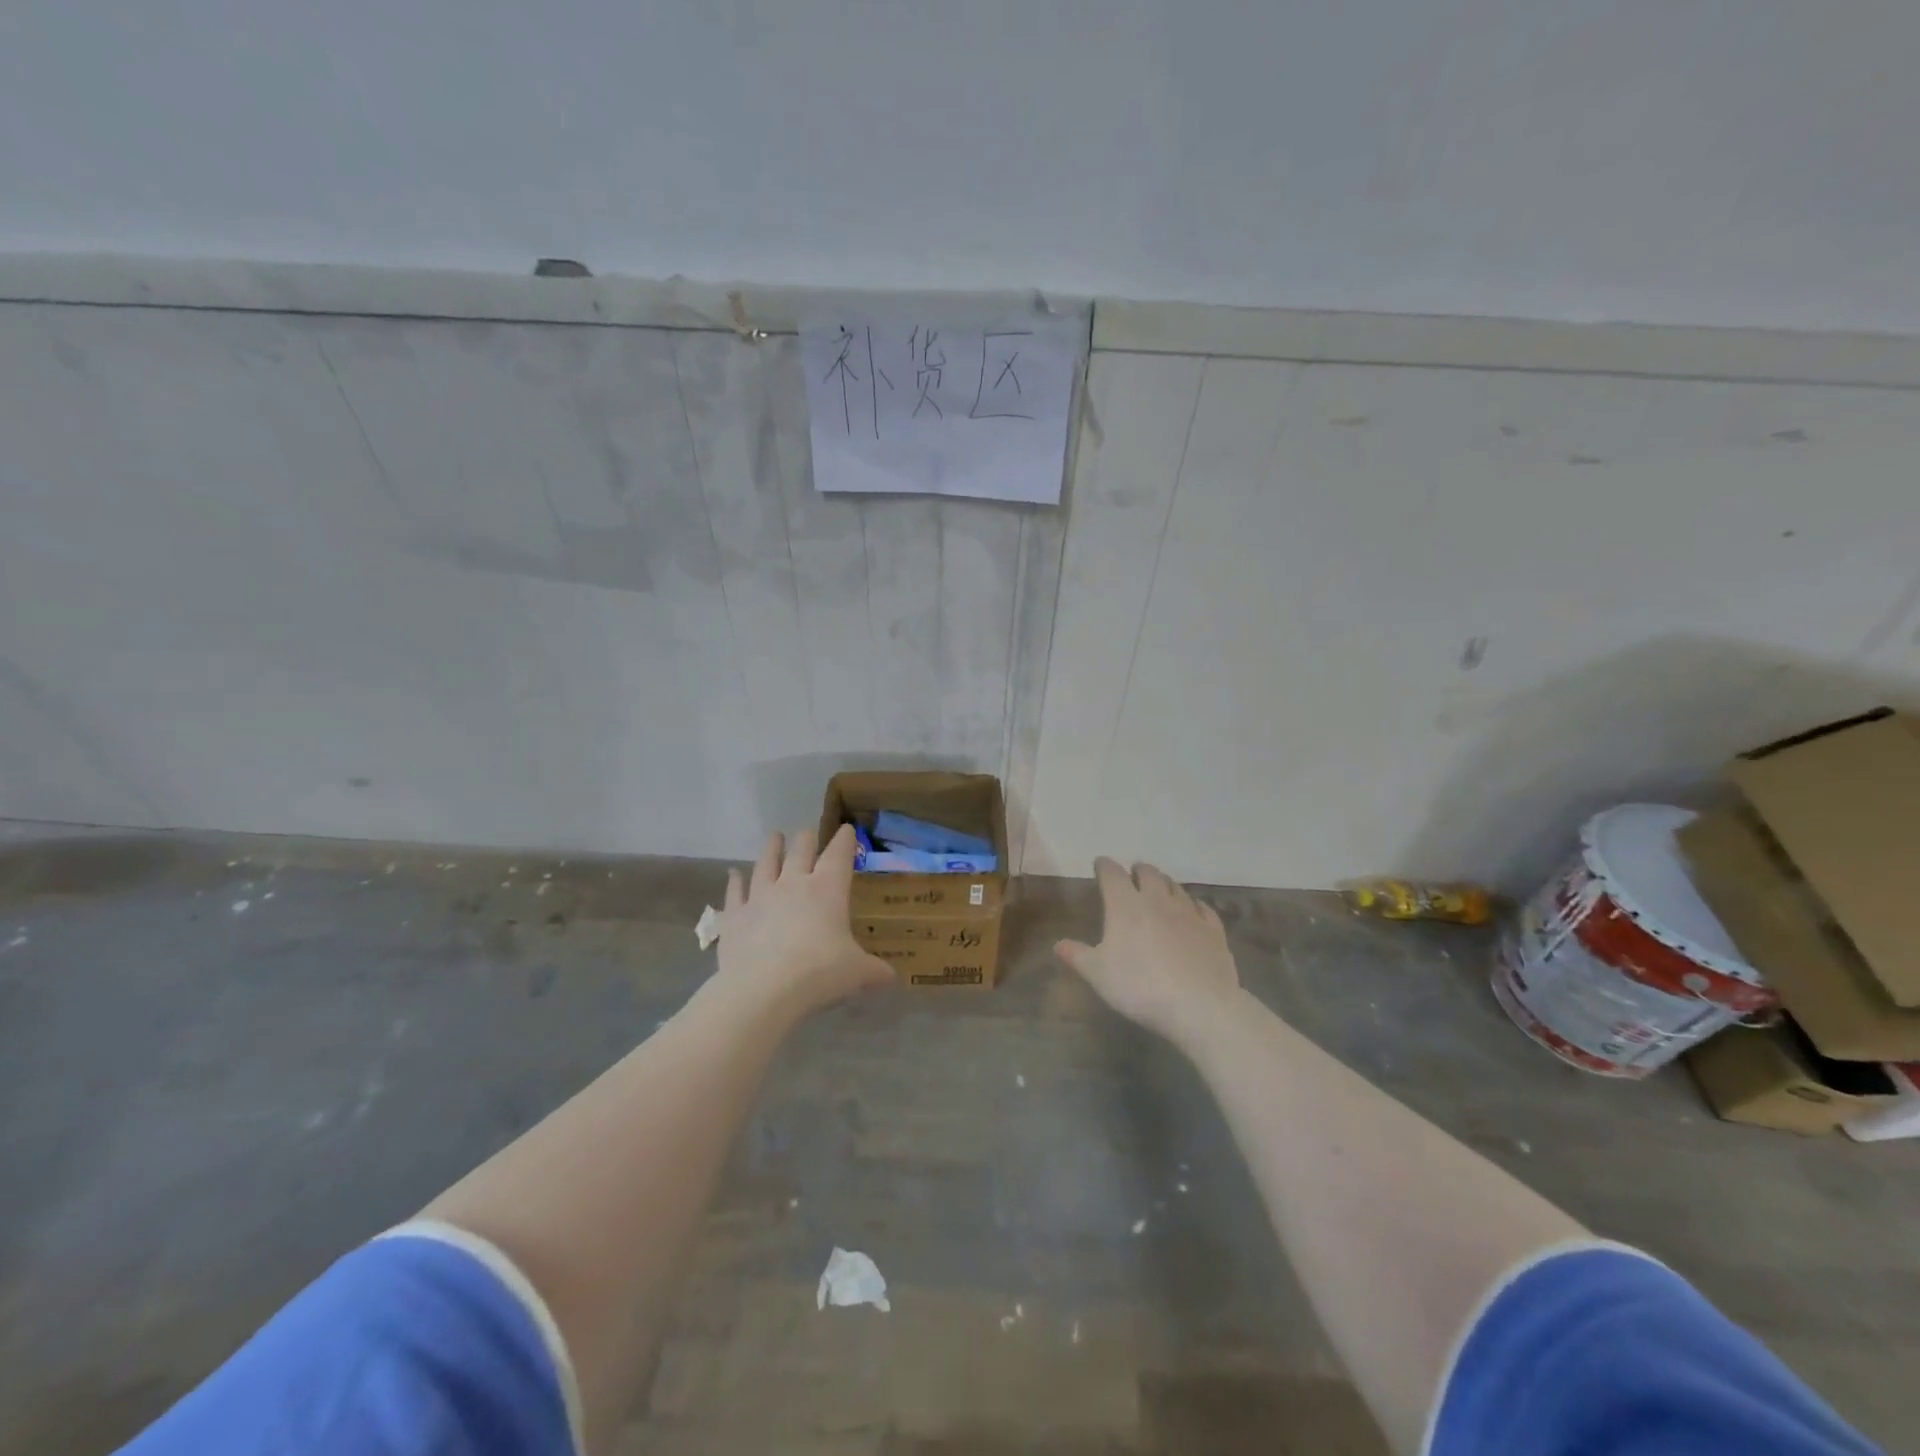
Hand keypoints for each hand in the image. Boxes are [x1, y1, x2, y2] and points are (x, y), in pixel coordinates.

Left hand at [714, 825, 893, 1016]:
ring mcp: (760, 897)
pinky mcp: (735, 916)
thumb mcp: (857, 973)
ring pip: (766, 863)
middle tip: (808, 833)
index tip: (847, 829)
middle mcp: (793, 884)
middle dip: (807, 839)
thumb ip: (875, 971)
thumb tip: (893, 978)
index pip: (838, 855)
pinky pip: (734, 892)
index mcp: (827, 890)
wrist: (762, 990)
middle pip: (801, 850)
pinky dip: (734, 882)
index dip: (844, 840)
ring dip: (771, 848)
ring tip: (774, 837)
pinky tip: (733, 874)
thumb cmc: (818, 973)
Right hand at [1055, 858, 1240, 1046]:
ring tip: (1159, 888)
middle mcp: (1157, 900)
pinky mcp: (1213, 930)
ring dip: (1164, 883)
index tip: (1100, 865)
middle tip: (1132, 874)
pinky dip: (1193, 904)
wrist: (1199, 1005)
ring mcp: (1188, 913)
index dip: (1104, 866)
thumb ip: (1077, 956)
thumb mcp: (1098, 974)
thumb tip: (1058, 944)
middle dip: (1138, 870)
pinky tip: (1193, 910)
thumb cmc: (1139, 986)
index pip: (1112, 873)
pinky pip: (1202, 908)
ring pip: (1175, 887)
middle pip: (1148, 873)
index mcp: (1125, 905)